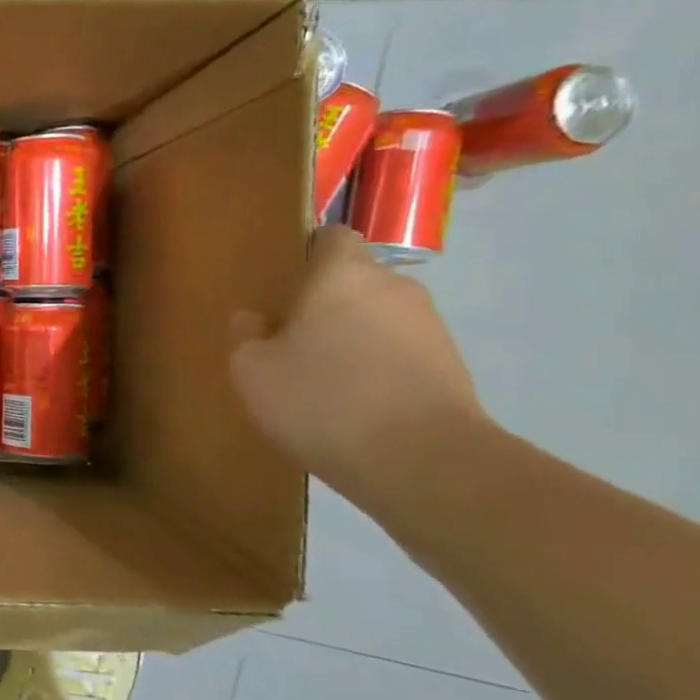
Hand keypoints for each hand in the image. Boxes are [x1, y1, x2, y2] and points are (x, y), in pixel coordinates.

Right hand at [228, 225, 485, 499]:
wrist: (424, 462)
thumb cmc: (322, 400)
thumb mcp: (253, 371)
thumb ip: (246, 337)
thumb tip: (252, 319)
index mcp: (343, 274)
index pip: (331, 237)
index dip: (307, 253)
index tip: (283, 283)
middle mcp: (394, 287)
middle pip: (356, 281)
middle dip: (327, 303)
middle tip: (292, 339)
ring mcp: (431, 327)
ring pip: (379, 319)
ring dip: (354, 338)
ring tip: (323, 381)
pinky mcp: (452, 368)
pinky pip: (401, 354)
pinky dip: (379, 369)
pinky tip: (354, 406)